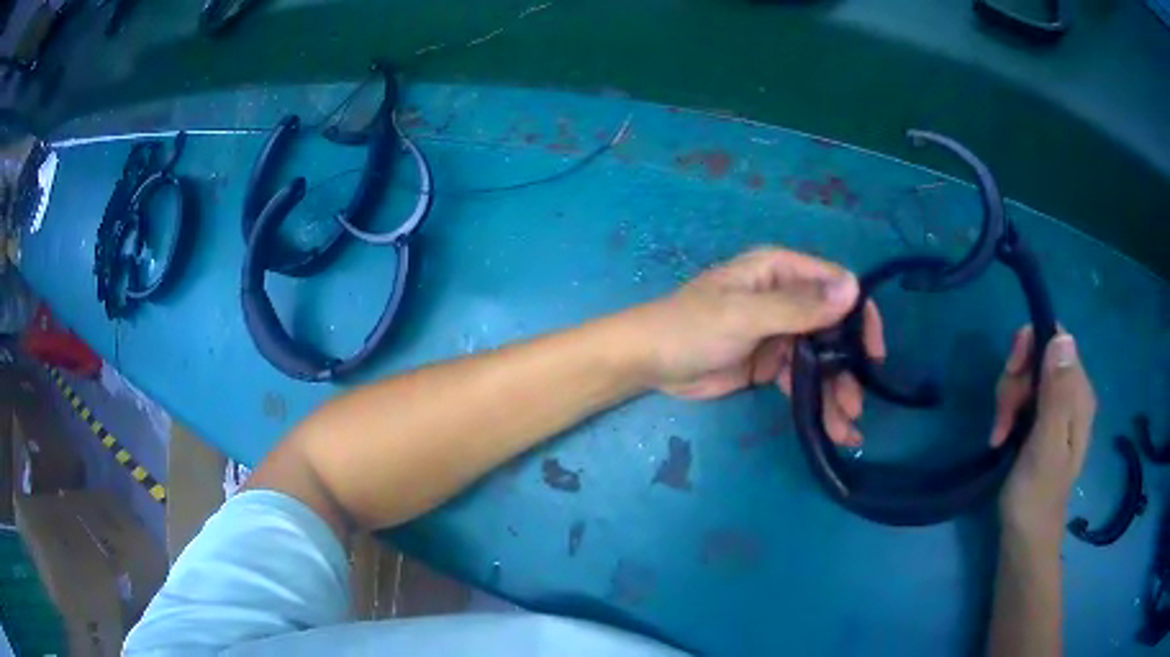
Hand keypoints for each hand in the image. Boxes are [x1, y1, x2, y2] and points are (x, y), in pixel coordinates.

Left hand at [634, 247, 884, 444]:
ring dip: (836, 391)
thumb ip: (798, 306)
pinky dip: (817, 400)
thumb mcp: (745, 315)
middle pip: (833, 329)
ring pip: (822, 359)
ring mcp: (780, 332)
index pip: (836, 285)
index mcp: (780, 271)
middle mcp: (786, 297)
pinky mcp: (771, 363)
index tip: (874, 354)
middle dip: (849, 367)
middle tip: (857, 405)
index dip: (860, 317)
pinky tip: (831, 425)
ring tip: (847, 427)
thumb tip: (853, 288)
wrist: (648, 362)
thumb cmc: (691, 327)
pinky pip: (803, 379)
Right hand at [990, 327, 1095, 548]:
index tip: (1011, 375)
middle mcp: (1071, 394)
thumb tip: (1062, 336)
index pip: (1057, 339)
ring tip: (999, 434)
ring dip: (1008, 400)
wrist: (1024, 539)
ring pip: (1028, 378)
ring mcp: (1057, 409)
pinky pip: (1023, 398)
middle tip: (1002, 417)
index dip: (1031, 348)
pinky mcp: (1042, 423)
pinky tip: (1000, 436)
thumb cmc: (1036, 495)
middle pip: (1039, 356)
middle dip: (1015, 380)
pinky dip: (1008, 412)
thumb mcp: (1047, 443)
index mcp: (1079, 395)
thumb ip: (1057, 392)